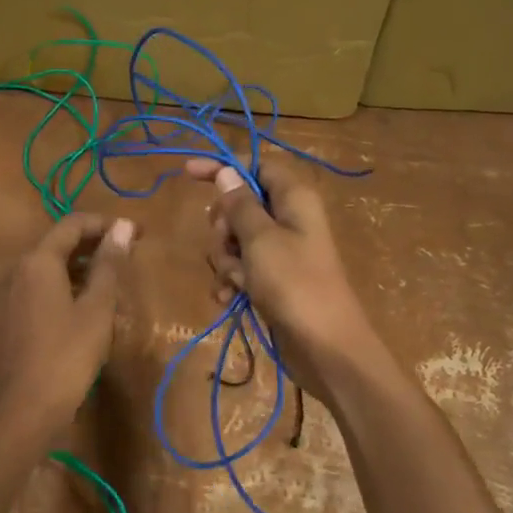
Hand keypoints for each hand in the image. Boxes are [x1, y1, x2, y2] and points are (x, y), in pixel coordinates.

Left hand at [0, 212, 137, 436]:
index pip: (72, 224)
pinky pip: (38, 290)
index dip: (105, 224)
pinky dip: (63, 288)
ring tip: (111, 282)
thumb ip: (109, 265)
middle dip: (93, 245)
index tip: (136, 234)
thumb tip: (122, 227)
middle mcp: (16, 271)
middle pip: (57, 244)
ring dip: (79, 268)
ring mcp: (6, 296)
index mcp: (37, 261)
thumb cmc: (66, 356)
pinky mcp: (6, 319)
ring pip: (47, 269)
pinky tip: (84, 308)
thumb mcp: (97, 309)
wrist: (22, 410)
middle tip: (128, 256)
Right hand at [184, 155, 379, 406]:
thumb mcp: (260, 239)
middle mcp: (289, 218)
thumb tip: (226, 171)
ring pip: (236, 239)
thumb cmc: (294, 284)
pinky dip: (232, 279)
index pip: (256, 165)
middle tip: (226, 243)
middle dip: (223, 225)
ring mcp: (281, 251)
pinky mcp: (273, 279)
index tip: (188, 173)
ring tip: (233, 280)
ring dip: (225, 258)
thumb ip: (240, 204)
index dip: (224, 167)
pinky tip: (227, 297)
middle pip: (241, 204)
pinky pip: (241, 267)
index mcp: (294, 198)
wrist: (325, 347)